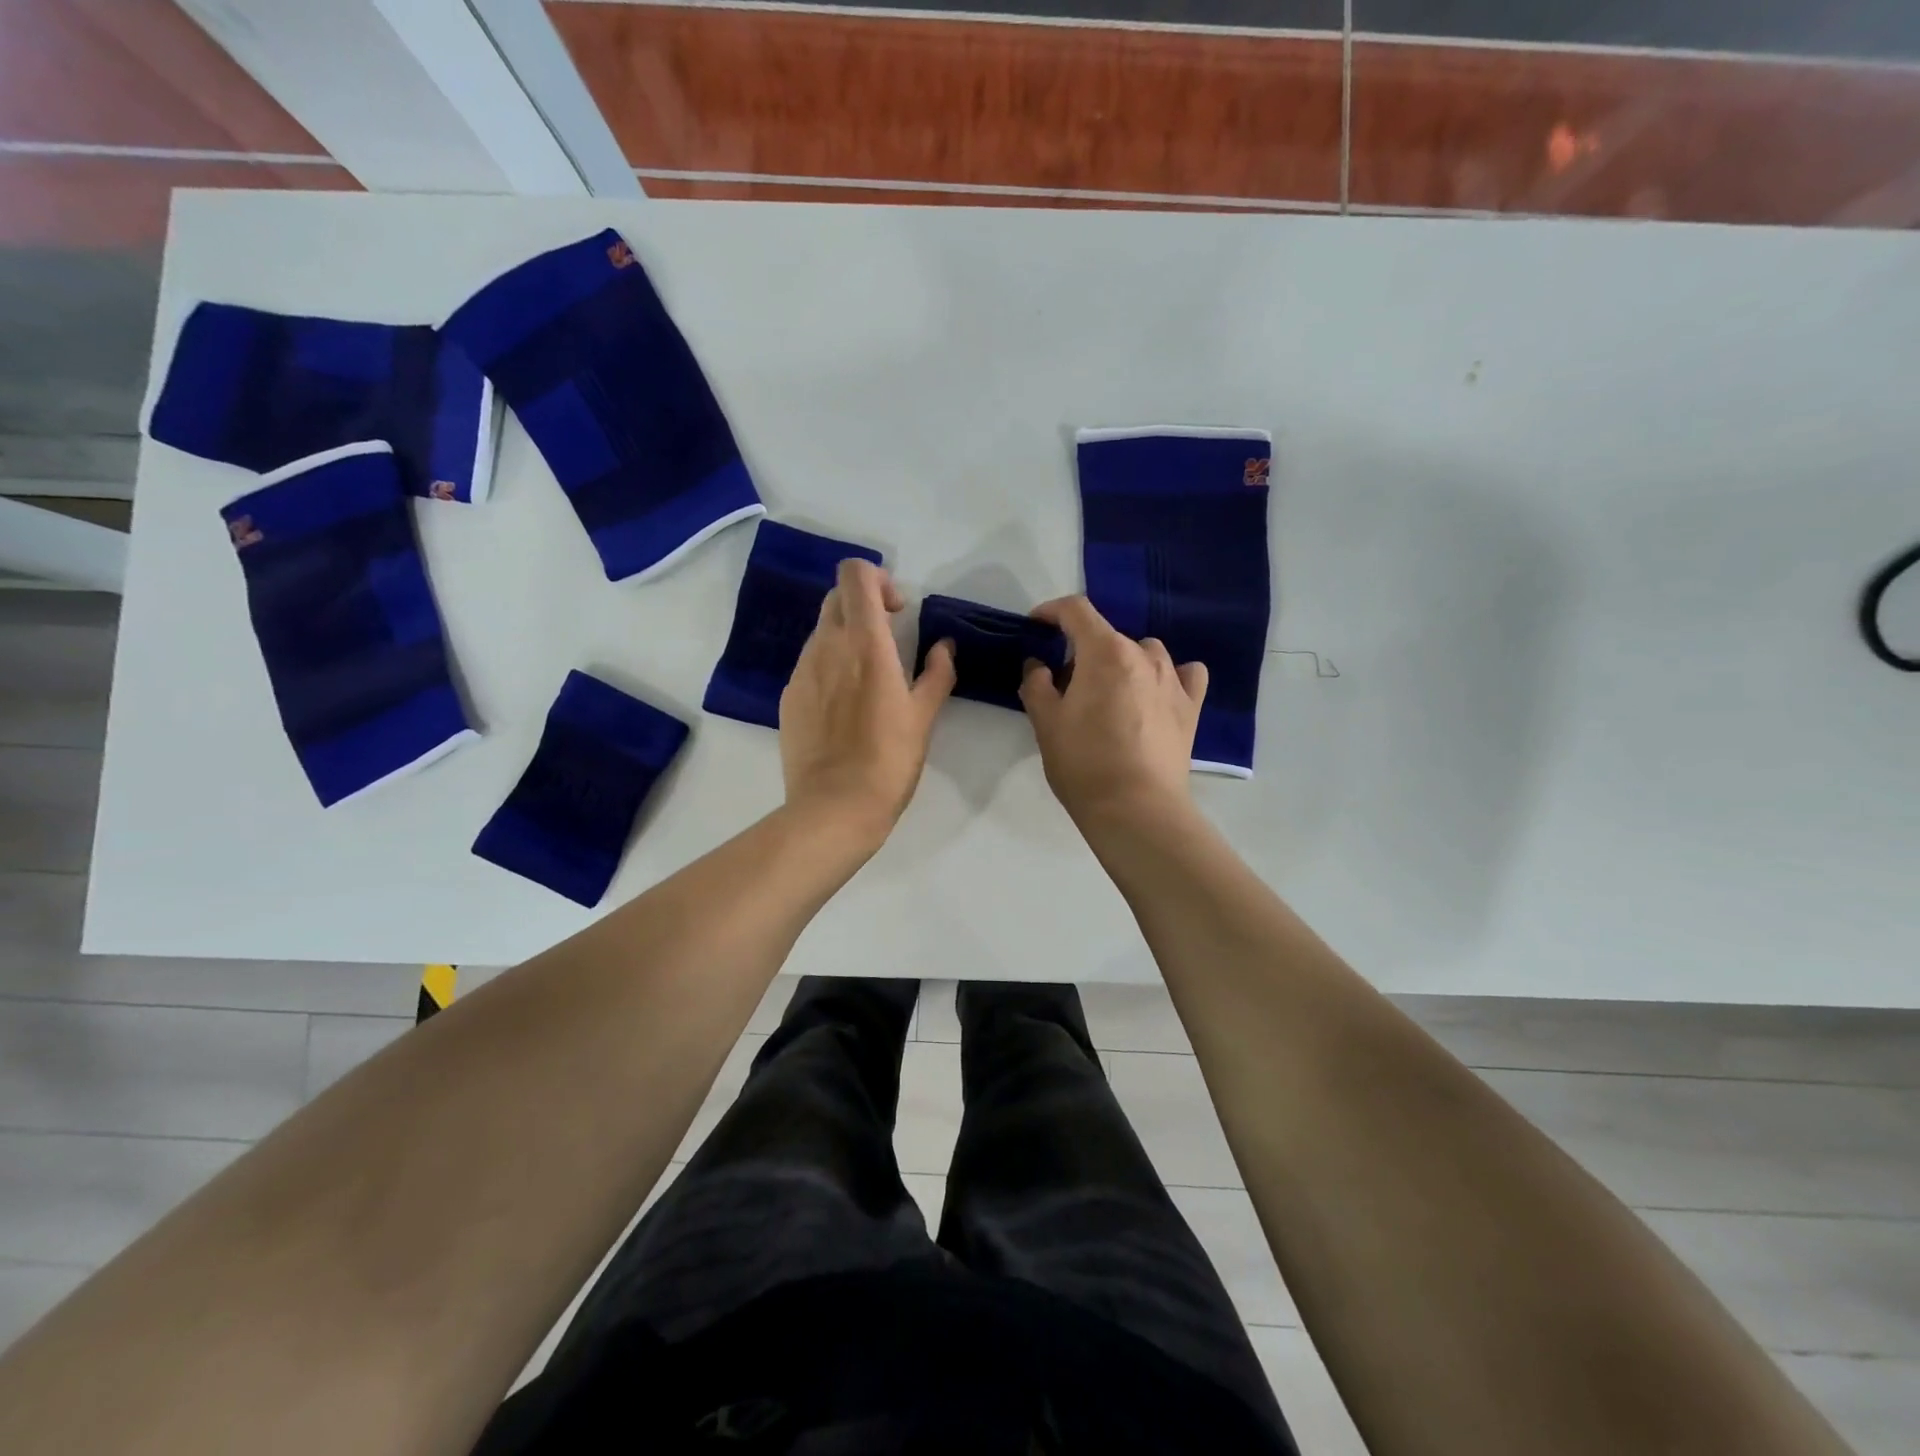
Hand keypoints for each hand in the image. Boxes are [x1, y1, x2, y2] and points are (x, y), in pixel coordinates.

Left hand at [780, 559, 955, 843]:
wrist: (835, 807)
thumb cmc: (888, 759)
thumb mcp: (924, 715)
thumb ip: (937, 673)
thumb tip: (944, 646)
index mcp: (864, 641)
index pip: (855, 574)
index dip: (877, 578)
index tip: (897, 610)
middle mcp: (826, 646)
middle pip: (837, 597)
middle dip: (863, 605)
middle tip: (887, 637)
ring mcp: (801, 671)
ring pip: (821, 631)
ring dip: (846, 637)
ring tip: (868, 679)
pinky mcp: (788, 697)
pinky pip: (810, 664)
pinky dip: (829, 667)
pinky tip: (844, 707)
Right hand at [1020, 596, 1206, 829]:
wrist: (1136, 808)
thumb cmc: (1084, 763)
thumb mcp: (1045, 723)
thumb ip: (1036, 684)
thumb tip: (1039, 665)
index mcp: (1105, 652)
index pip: (1076, 611)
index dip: (1052, 611)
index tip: (1037, 625)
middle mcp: (1143, 655)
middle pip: (1107, 636)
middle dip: (1082, 651)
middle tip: (1065, 685)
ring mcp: (1173, 679)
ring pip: (1145, 652)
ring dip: (1123, 662)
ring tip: (1110, 693)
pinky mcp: (1192, 706)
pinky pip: (1184, 674)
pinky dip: (1169, 676)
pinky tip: (1157, 694)